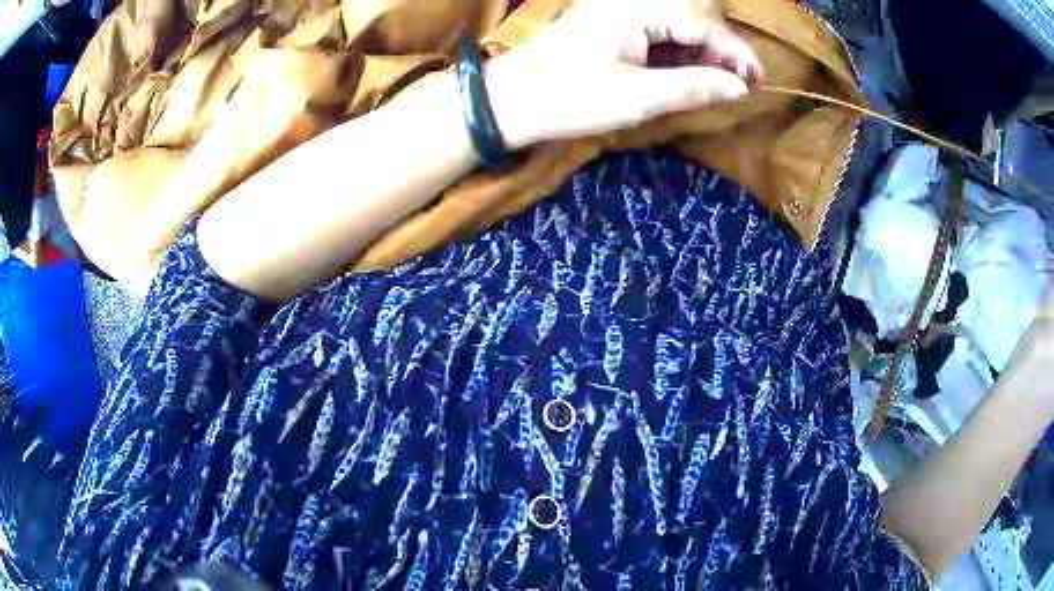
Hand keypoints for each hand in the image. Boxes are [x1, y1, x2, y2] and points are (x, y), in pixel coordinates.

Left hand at [487, 0, 762, 149]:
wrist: (511, 100)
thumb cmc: (571, 98)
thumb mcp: (638, 98)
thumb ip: (693, 87)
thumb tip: (738, 88)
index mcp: (635, 9)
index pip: (701, 21)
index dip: (734, 50)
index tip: (757, 79)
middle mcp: (628, 0)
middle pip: (692, 12)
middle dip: (718, 45)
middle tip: (733, 81)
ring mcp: (616, 8)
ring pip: (675, 19)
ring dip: (699, 47)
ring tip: (713, 81)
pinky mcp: (608, 21)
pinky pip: (656, 27)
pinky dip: (676, 48)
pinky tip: (683, 70)